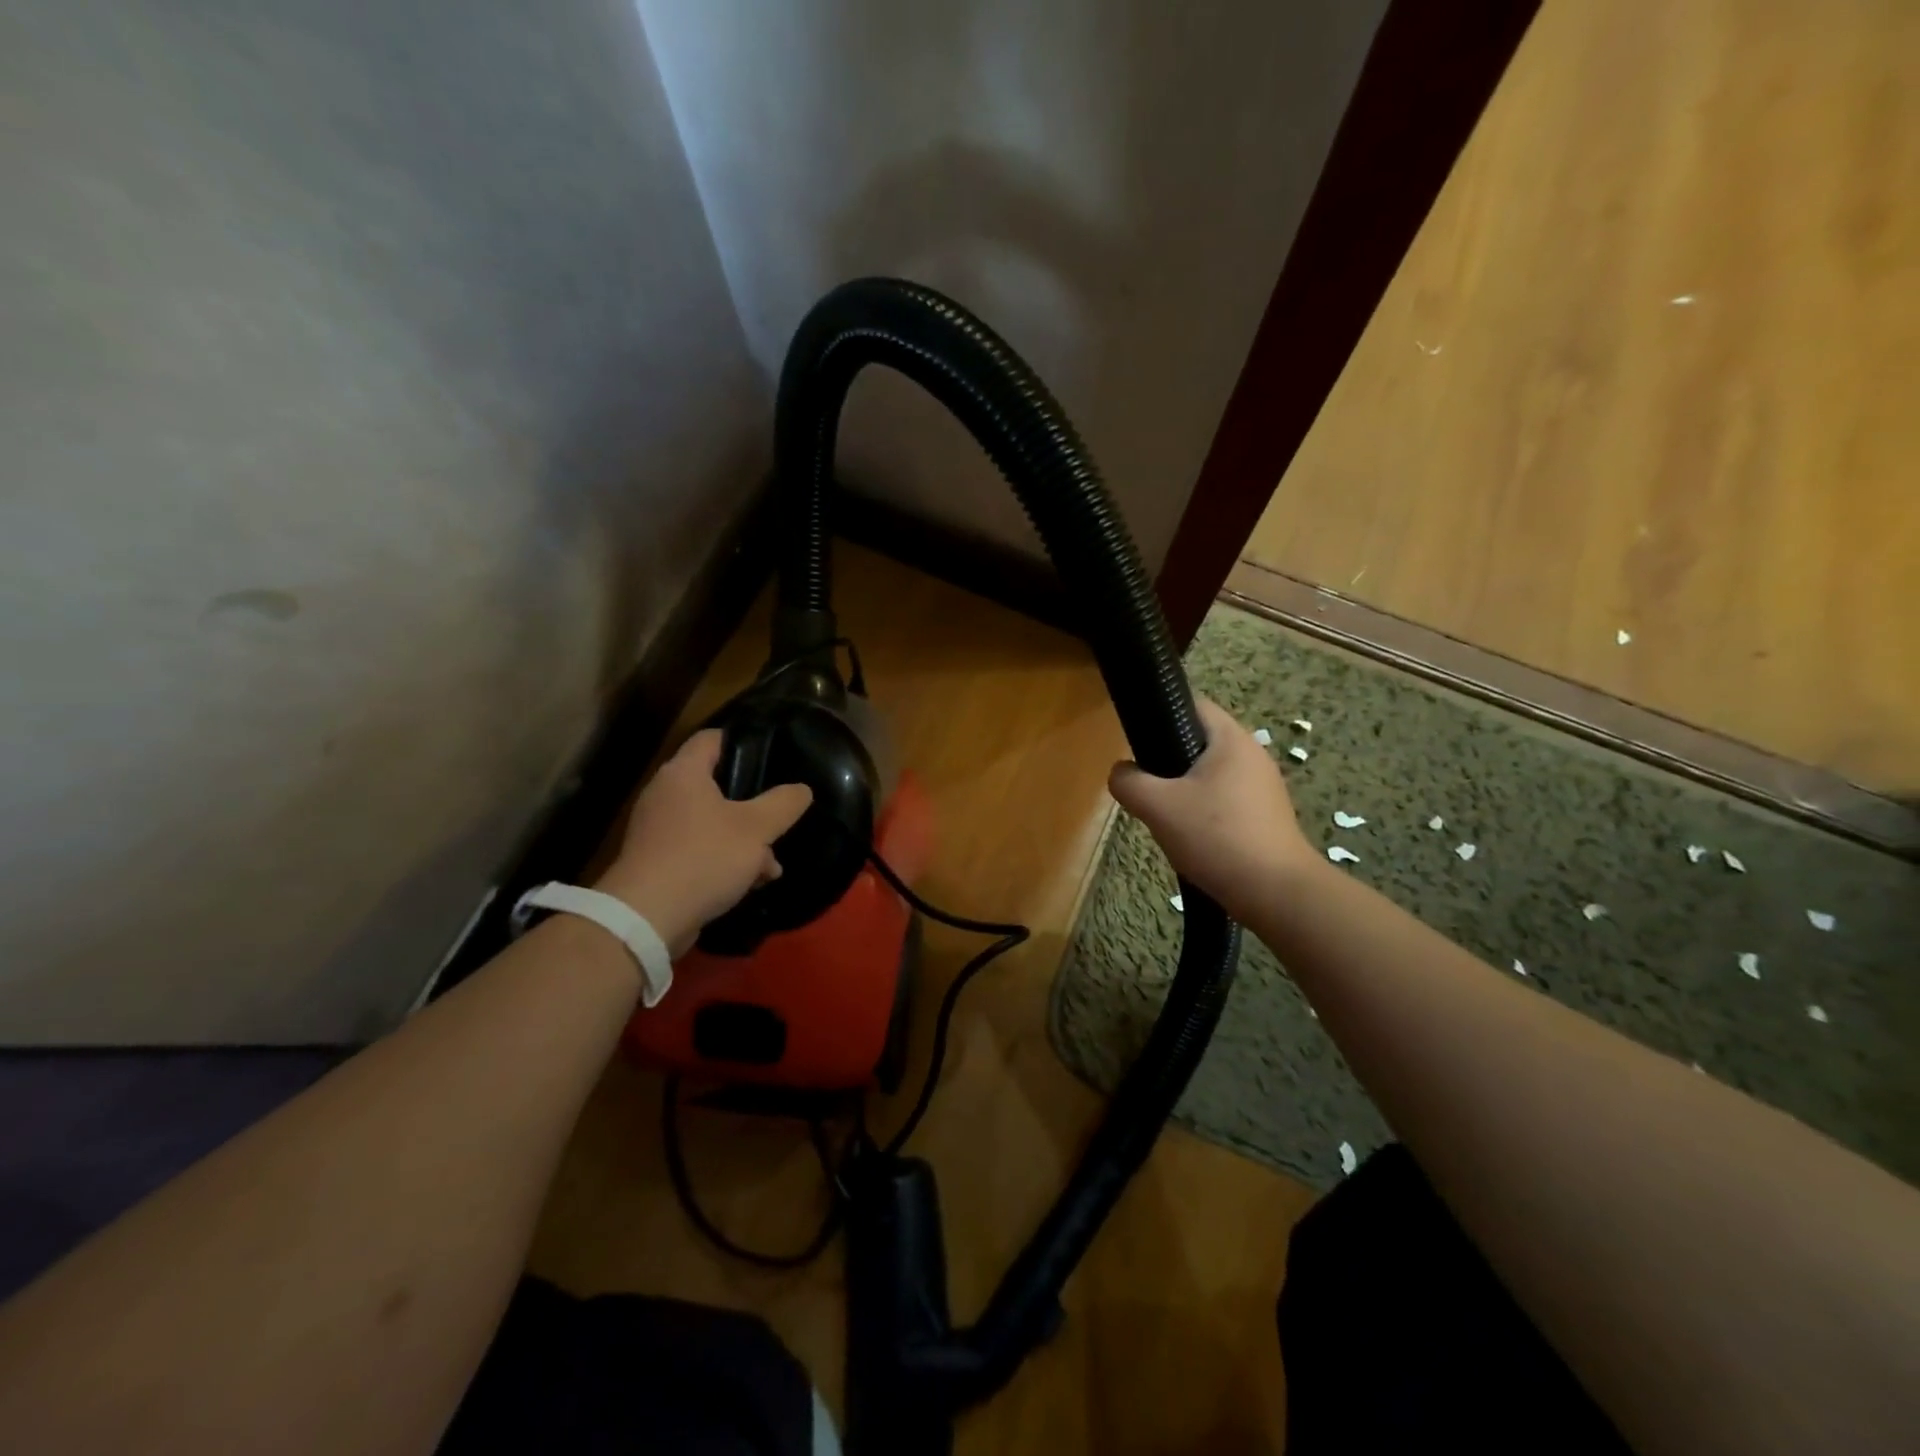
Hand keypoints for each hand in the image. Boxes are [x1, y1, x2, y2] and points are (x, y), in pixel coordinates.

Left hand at [594, 730, 811, 953]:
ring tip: (771, 863)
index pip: (712, 738)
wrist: (647, 918)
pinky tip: (750, 883)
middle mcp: (665, 794)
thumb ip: (783, 804)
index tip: (773, 755)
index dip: (743, 741)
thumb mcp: (757, 828)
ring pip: (712, 822)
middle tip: (779, 816)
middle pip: (716, 785)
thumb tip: (802, 789)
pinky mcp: (657, 862)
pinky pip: (699, 850)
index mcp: (684, 773)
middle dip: (752, 805)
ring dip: (744, 839)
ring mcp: (657, 830)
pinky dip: (723, 860)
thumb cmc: (704, 857)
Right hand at [1108, 697, 1314, 920]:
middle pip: (1200, 742)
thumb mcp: (1158, 806)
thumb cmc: (1216, 837)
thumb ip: (1129, 782)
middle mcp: (1252, 755)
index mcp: (1231, 739)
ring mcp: (1264, 787)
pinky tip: (1192, 838)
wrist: (1276, 893)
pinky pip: (1225, 800)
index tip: (1137, 738)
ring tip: (1165, 815)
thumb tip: (1120, 772)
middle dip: (1168, 760)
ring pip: (1210, 775)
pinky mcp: (1266, 816)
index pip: (1194, 704)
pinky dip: (1204, 812)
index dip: (1161, 713)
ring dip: (1184, 790)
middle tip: (1146, 785)